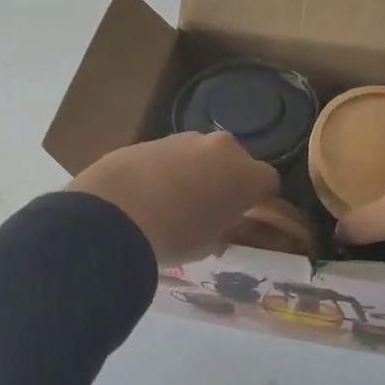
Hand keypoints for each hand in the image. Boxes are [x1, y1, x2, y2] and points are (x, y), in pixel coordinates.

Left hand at [68, 132, 280, 265]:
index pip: (268, 182)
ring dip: (195, 173)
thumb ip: (223, 230)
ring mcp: (185, 139)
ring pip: (201, 155)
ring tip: (173, 203)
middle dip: (226, 181)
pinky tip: (147, 195)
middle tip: (210, 209)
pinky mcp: (151, 139)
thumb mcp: (208, 245)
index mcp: (246, 174)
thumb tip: (221, 228)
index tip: (244, 217)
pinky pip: (170, 156)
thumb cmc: (177, 236)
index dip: (258, 200)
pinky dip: (166, 170)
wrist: (116, 213)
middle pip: (235, 162)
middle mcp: (222, 148)